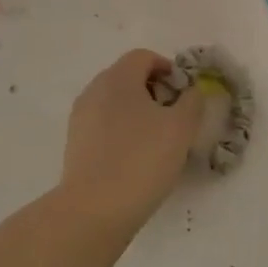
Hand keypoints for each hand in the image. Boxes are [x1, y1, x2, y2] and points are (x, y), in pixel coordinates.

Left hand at [59, 49, 204, 228]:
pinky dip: (121, 131)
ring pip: (114, 102)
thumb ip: (192, 102)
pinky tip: (135, 158)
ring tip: (156, 141)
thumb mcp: (181, 128)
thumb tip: (192, 91)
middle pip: (127, 77)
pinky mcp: (75, 144)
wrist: (94, 210)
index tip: (183, 94)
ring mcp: (80, 117)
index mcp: (118, 78)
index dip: (168, 69)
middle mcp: (94, 90)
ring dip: (137, 112)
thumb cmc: (142, 159)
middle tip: (174, 117)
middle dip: (153, 91)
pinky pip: (103, 125)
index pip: (143, 57)